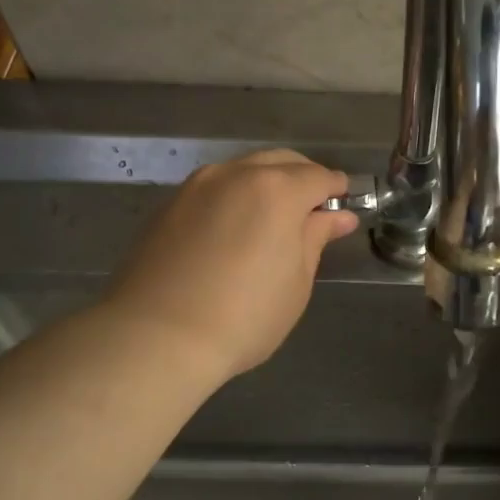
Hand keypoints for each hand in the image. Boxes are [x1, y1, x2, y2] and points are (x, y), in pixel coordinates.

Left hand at [103, 150, 357, 385]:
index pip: (318, 177)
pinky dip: (234, 196)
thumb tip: (338, 216)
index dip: (335, 189)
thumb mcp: (295, 281)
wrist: (156, 337)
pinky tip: (235, 228)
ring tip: (273, 218)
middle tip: (313, 210)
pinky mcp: (168, 205)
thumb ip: (316, 238)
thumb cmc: (244, 316)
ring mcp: (196, 186)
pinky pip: (214, 188)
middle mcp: (236, 174)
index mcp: (276, 190)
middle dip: (302, 178)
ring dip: (266, 183)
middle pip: (280, 162)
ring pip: (243, 170)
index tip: (344, 203)